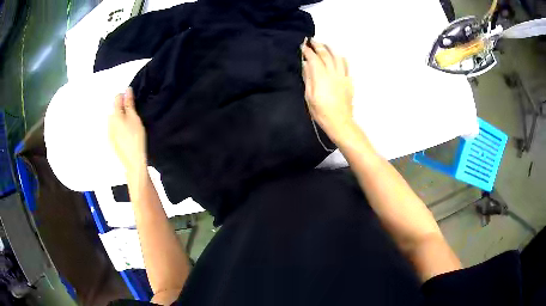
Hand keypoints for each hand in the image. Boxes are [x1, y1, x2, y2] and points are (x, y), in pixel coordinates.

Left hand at [108, 87, 146, 172]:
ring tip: (130, 126)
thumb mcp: (134, 118)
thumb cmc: (135, 137)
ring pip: (114, 120)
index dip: (125, 97)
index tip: (133, 102)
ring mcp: (109, 133)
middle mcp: (109, 122)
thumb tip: (127, 90)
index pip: (117, 98)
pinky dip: (119, 128)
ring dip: (120, 119)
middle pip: (114, 109)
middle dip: (122, 108)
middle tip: (133, 115)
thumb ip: (129, 104)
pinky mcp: (111, 141)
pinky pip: (114, 129)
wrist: (133, 161)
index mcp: (114, 115)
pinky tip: (127, 135)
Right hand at [302, 39, 354, 140]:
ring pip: (337, 57)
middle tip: (312, 40)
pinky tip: (338, 56)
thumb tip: (305, 64)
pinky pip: (346, 65)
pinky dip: (341, 58)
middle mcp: (333, 73)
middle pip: (325, 55)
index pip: (313, 58)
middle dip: (318, 46)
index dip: (307, 51)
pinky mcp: (349, 81)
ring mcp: (342, 76)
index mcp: (321, 76)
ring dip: (330, 49)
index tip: (302, 45)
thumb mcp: (309, 96)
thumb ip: (308, 78)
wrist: (339, 122)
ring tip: (325, 45)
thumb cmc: (321, 111)